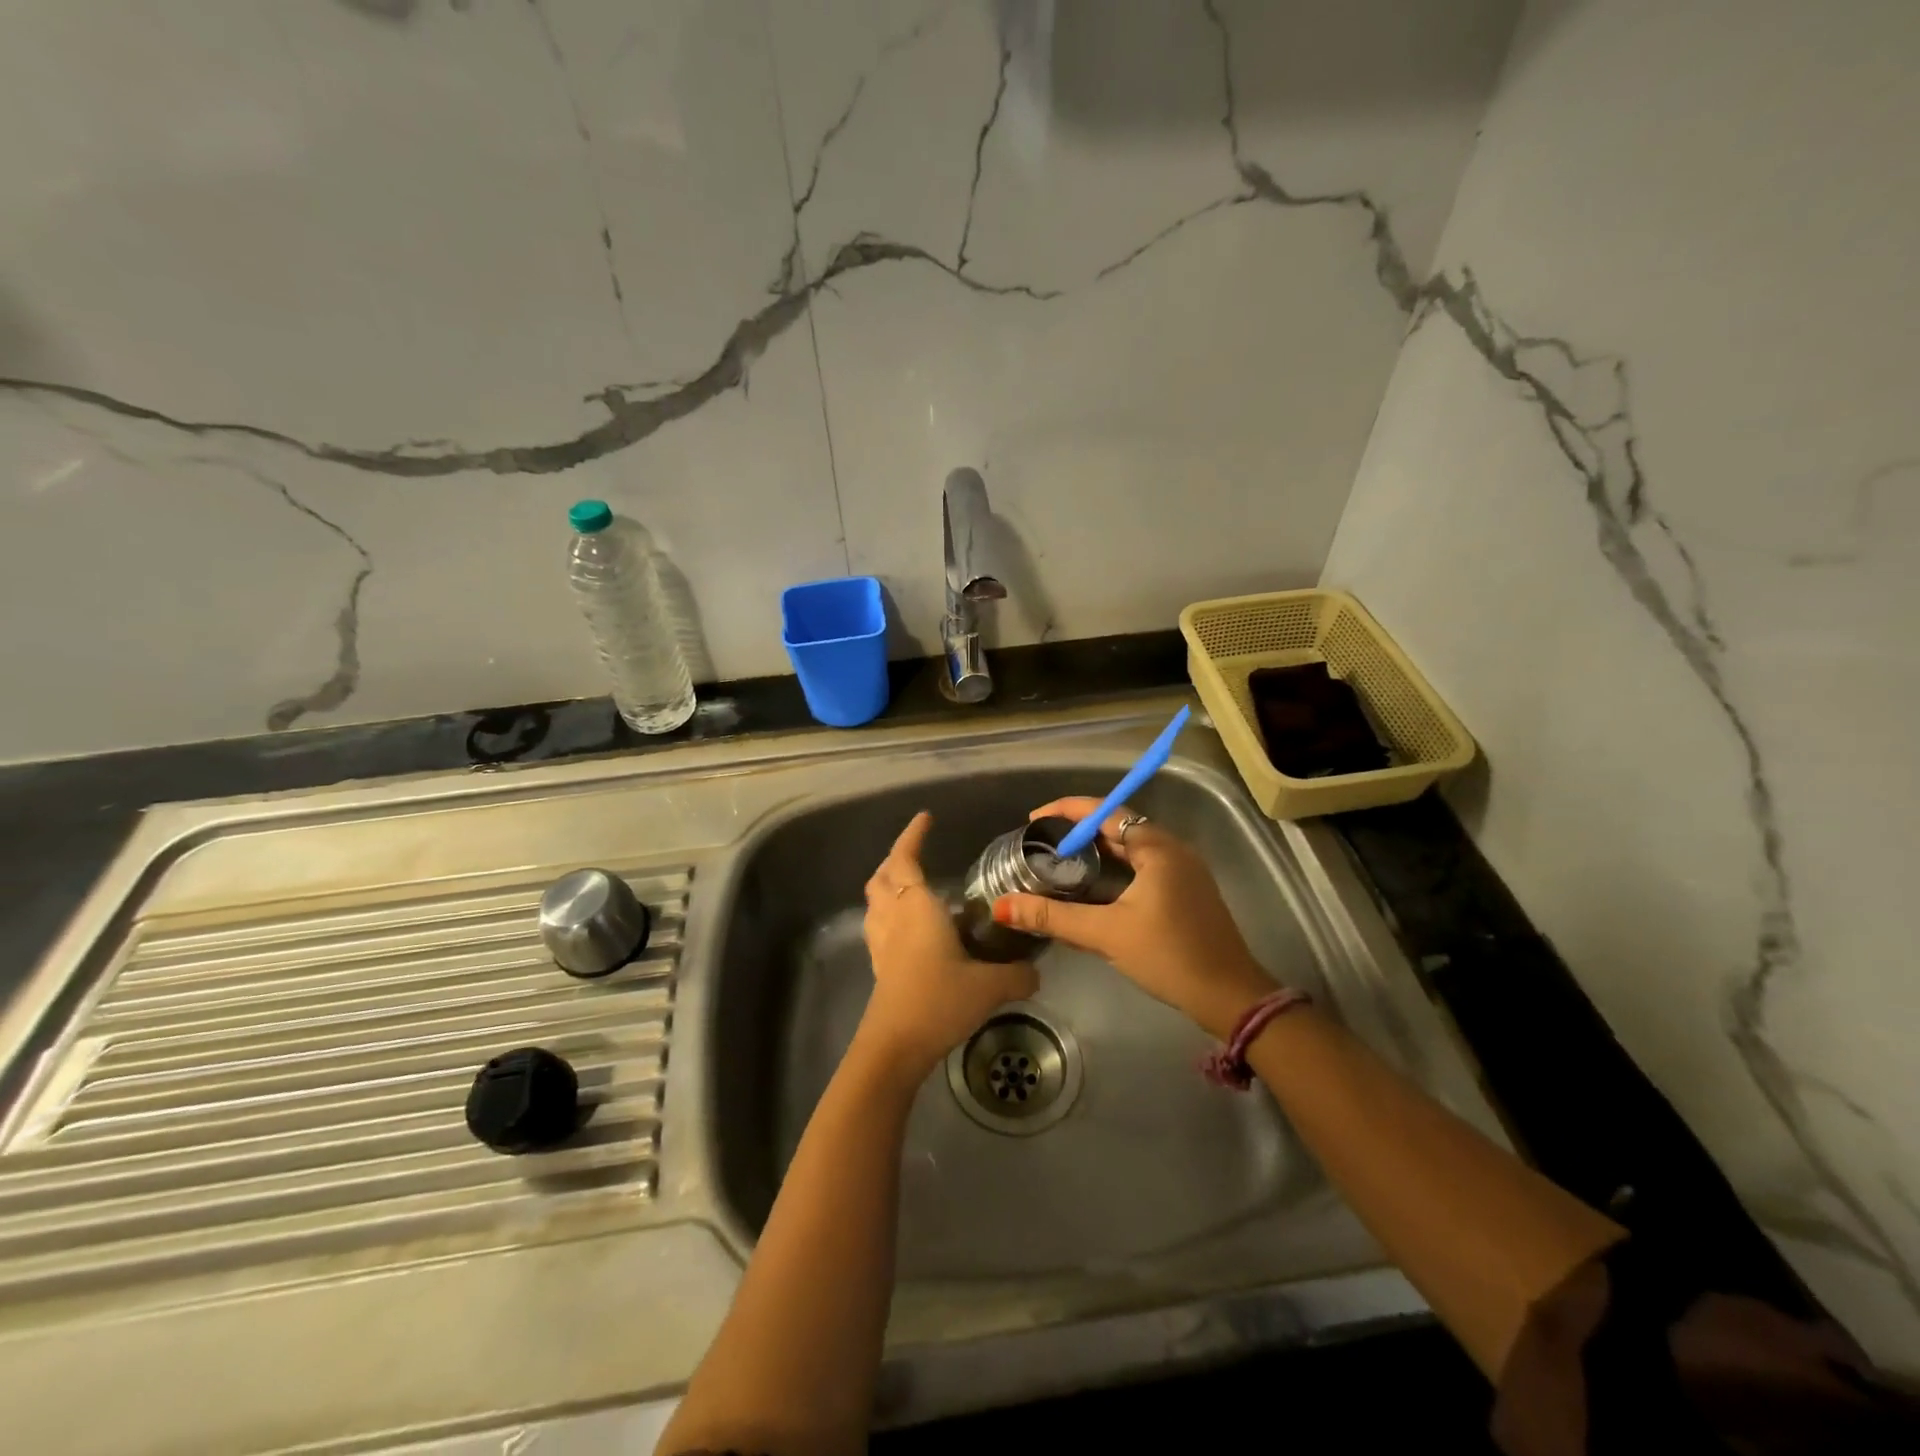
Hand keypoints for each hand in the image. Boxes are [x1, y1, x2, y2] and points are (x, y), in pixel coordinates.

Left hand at [860, 811, 1036, 1080]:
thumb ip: (1017, 974)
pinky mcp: (879, 964)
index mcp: (916, 907)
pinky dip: (889, 913)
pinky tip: (910, 927)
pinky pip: (878, 924)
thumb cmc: (938, 1000)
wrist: (895, 1045)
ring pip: (875, 900)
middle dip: (896, 858)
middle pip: (882, 876)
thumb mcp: (988, 986)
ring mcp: (881, 941)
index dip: (913, 835)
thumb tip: (1038, 971)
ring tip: (912, 885)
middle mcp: (893, 916)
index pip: (905, 859)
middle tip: (918, 852)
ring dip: (888, 884)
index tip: (926, 818)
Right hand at [992, 798, 1276, 1037]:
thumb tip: (1003, 906)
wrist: (1229, 996)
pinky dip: (1115, 867)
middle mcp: (1173, 849)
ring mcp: (1184, 870)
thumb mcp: (1106, 934)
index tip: (1033, 818)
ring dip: (1097, 850)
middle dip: (1079, 831)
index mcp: (1157, 848)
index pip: (1106, 812)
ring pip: (1131, 848)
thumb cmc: (1168, 956)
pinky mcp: (1188, 891)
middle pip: (1118, 826)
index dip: (1067, 810)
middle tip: (1041, 843)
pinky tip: (1094, 888)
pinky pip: (1144, 865)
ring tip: (1060, 862)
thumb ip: (1053, 916)